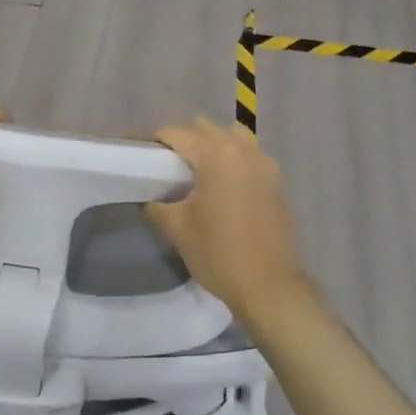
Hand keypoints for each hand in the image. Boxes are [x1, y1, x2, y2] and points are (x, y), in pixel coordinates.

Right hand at [144, 118, 308, 323]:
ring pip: (231, 136)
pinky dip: (231, 158)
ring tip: (195, 170)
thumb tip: (146, 197)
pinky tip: (220, 184)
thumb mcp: (177, 229)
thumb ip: (156, 205)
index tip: (140, 153)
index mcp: (217, 156)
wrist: (268, 286)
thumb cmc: (219, 254)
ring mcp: (264, 163)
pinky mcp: (275, 180)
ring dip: (210, 144)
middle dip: (182, 139)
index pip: (177, 133)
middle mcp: (243, 150)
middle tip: (165, 164)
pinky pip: (248, 154)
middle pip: (205, 128)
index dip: (154, 140)